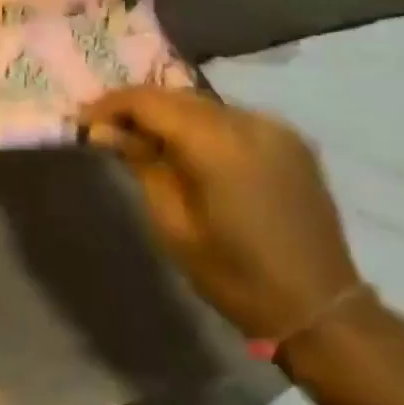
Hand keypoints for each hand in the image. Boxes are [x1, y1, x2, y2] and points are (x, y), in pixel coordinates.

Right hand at [80, 88, 360, 339]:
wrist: (320, 308)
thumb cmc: (235, 274)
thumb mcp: (173, 224)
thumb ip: (141, 164)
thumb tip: (104, 131)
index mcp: (217, 143)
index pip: (149, 101)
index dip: (110, 106)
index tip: (83, 122)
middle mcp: (248, 121)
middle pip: (177, 96)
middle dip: (138, 108)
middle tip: (106, 129)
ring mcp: (276, 127)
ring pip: (205, 105)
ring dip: (170, 115)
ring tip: (143, 139)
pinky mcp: (291, 140)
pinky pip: (233, 119)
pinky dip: (203, 126)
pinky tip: (190, 150)